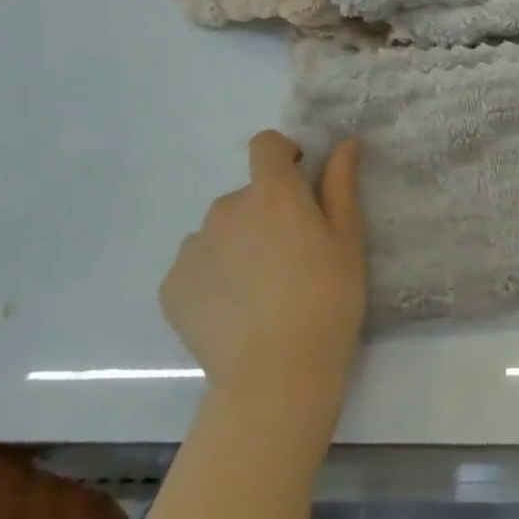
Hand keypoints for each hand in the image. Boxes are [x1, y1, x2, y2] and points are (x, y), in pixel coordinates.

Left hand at [160, 133, 366, 413]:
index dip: (283, 155)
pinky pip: (196, 266)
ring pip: (219, 232)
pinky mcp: (171, 286)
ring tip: (261, 291)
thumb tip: (345, 143)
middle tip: (291, 258)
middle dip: (266, 213)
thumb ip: (340, 185)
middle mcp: (225, 209)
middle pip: (245, 195)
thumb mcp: (347, 240)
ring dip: (238, 244)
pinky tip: (235, 311)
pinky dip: (214, 277)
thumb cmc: (328, 299)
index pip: (265, 145)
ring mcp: (192, 248)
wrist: (276, 374)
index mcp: (272, 193)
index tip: (300, 181)